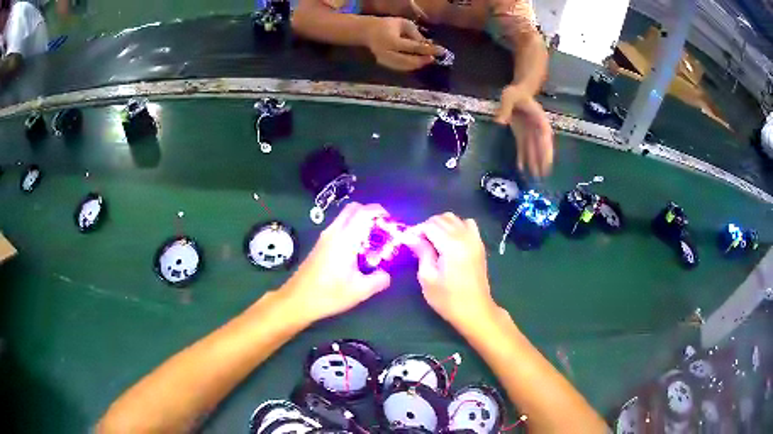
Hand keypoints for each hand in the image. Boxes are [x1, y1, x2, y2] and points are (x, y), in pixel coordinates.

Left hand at [280, 203, 391, 322]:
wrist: (297, 300)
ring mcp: (324, 237)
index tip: (391, 221)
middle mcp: (334, 232)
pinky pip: (339, 227)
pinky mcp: (320, 245)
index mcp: (345, 239)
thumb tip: (386, 274)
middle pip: (353, 209)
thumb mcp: (359, 291)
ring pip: (344, 217)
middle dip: (369, 213)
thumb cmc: (328, 294)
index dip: (379, 211)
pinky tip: (357, 251)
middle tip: (382, 229)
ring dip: (359, 221)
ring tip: (373, 241)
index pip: (363, 212)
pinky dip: (351, 229)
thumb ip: (378, 280)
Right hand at [365, 17, 444, 70]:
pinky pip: (400, 68)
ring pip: (405, 67)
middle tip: (434, 58)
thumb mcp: (403, 24)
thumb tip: (428, 45)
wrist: (368, 32)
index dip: (429, 50)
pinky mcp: (384, 64)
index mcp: (391, 41)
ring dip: (418, 64)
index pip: (414, 48)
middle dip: (423, 60)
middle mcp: (387, 53)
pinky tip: (418, 62)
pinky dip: (411, 66)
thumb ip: (415, 34)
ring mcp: (384, 61)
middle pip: (409, 61)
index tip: (441, 51)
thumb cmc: (387, 25)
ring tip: (427, 59)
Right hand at [408, 213, 498, 329]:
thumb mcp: (428, 278)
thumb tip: (410, 236)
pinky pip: (467, 224)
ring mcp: (475, 239)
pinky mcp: (479, 244)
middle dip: (427, 227)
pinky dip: (456, 226)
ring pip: (454, 218)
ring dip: (441, 225)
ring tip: (433, 242)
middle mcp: (465, 236)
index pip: (430, 225)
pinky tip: (450, 241)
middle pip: (442, 219)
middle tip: (419, 244)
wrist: (475, 311)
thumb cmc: (448, 299)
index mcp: (452, 245)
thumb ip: (421, 252)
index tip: (409, 243)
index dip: (417, 231)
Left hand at [495, 84, 554, 176]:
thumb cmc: (516, 93)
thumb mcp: (509, 96)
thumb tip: (499, 122)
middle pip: (541, 146)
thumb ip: (505, 108)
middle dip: (543, 160)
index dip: (546, 147)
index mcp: (538, 118)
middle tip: (544, 174)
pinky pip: (523, 149)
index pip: (544, 134)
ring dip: (534, 163)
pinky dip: (522, 158)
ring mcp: (530, 133)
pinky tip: (521, 169)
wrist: (516, 93)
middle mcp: (537, 128)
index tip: (548, 158)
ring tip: (535, 177)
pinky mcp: (522, 136)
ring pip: (533, 150)